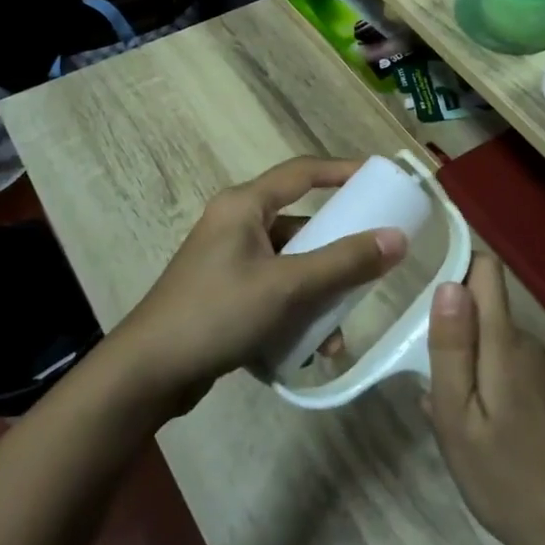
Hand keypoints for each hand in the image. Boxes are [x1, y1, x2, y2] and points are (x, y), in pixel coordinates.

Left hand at [113, 157, 405, 412]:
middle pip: (300, 225)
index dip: (342, 170)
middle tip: (371, 265)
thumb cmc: (217, 314)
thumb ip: (343, 262)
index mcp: (244, 205)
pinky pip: (274, 291)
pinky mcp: (225, 293)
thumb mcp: (286, 287)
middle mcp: (236, 224)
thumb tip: (397, 238)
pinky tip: (310, 349)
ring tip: (336, 333)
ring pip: (290, 265)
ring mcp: (228, 260)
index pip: (302, 172)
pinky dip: (295, 312)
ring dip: (318, 294)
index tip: (380, 178)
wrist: (147, 373)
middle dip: (336, 252)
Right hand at [427, 254, 544, 544]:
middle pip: (485, 312)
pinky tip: (483, 435)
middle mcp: (531, 345)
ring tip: (454, 418)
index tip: (426, 297)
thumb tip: (448, 284)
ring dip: (470, 366)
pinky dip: (490, 387)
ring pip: (496, 346)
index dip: (456, 268)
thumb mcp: (459, 420)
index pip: (486, 271)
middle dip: (455, 334)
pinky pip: (512, 371)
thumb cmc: (509, 480)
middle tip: (432, 384)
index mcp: (506, 343)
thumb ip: (451, 350)